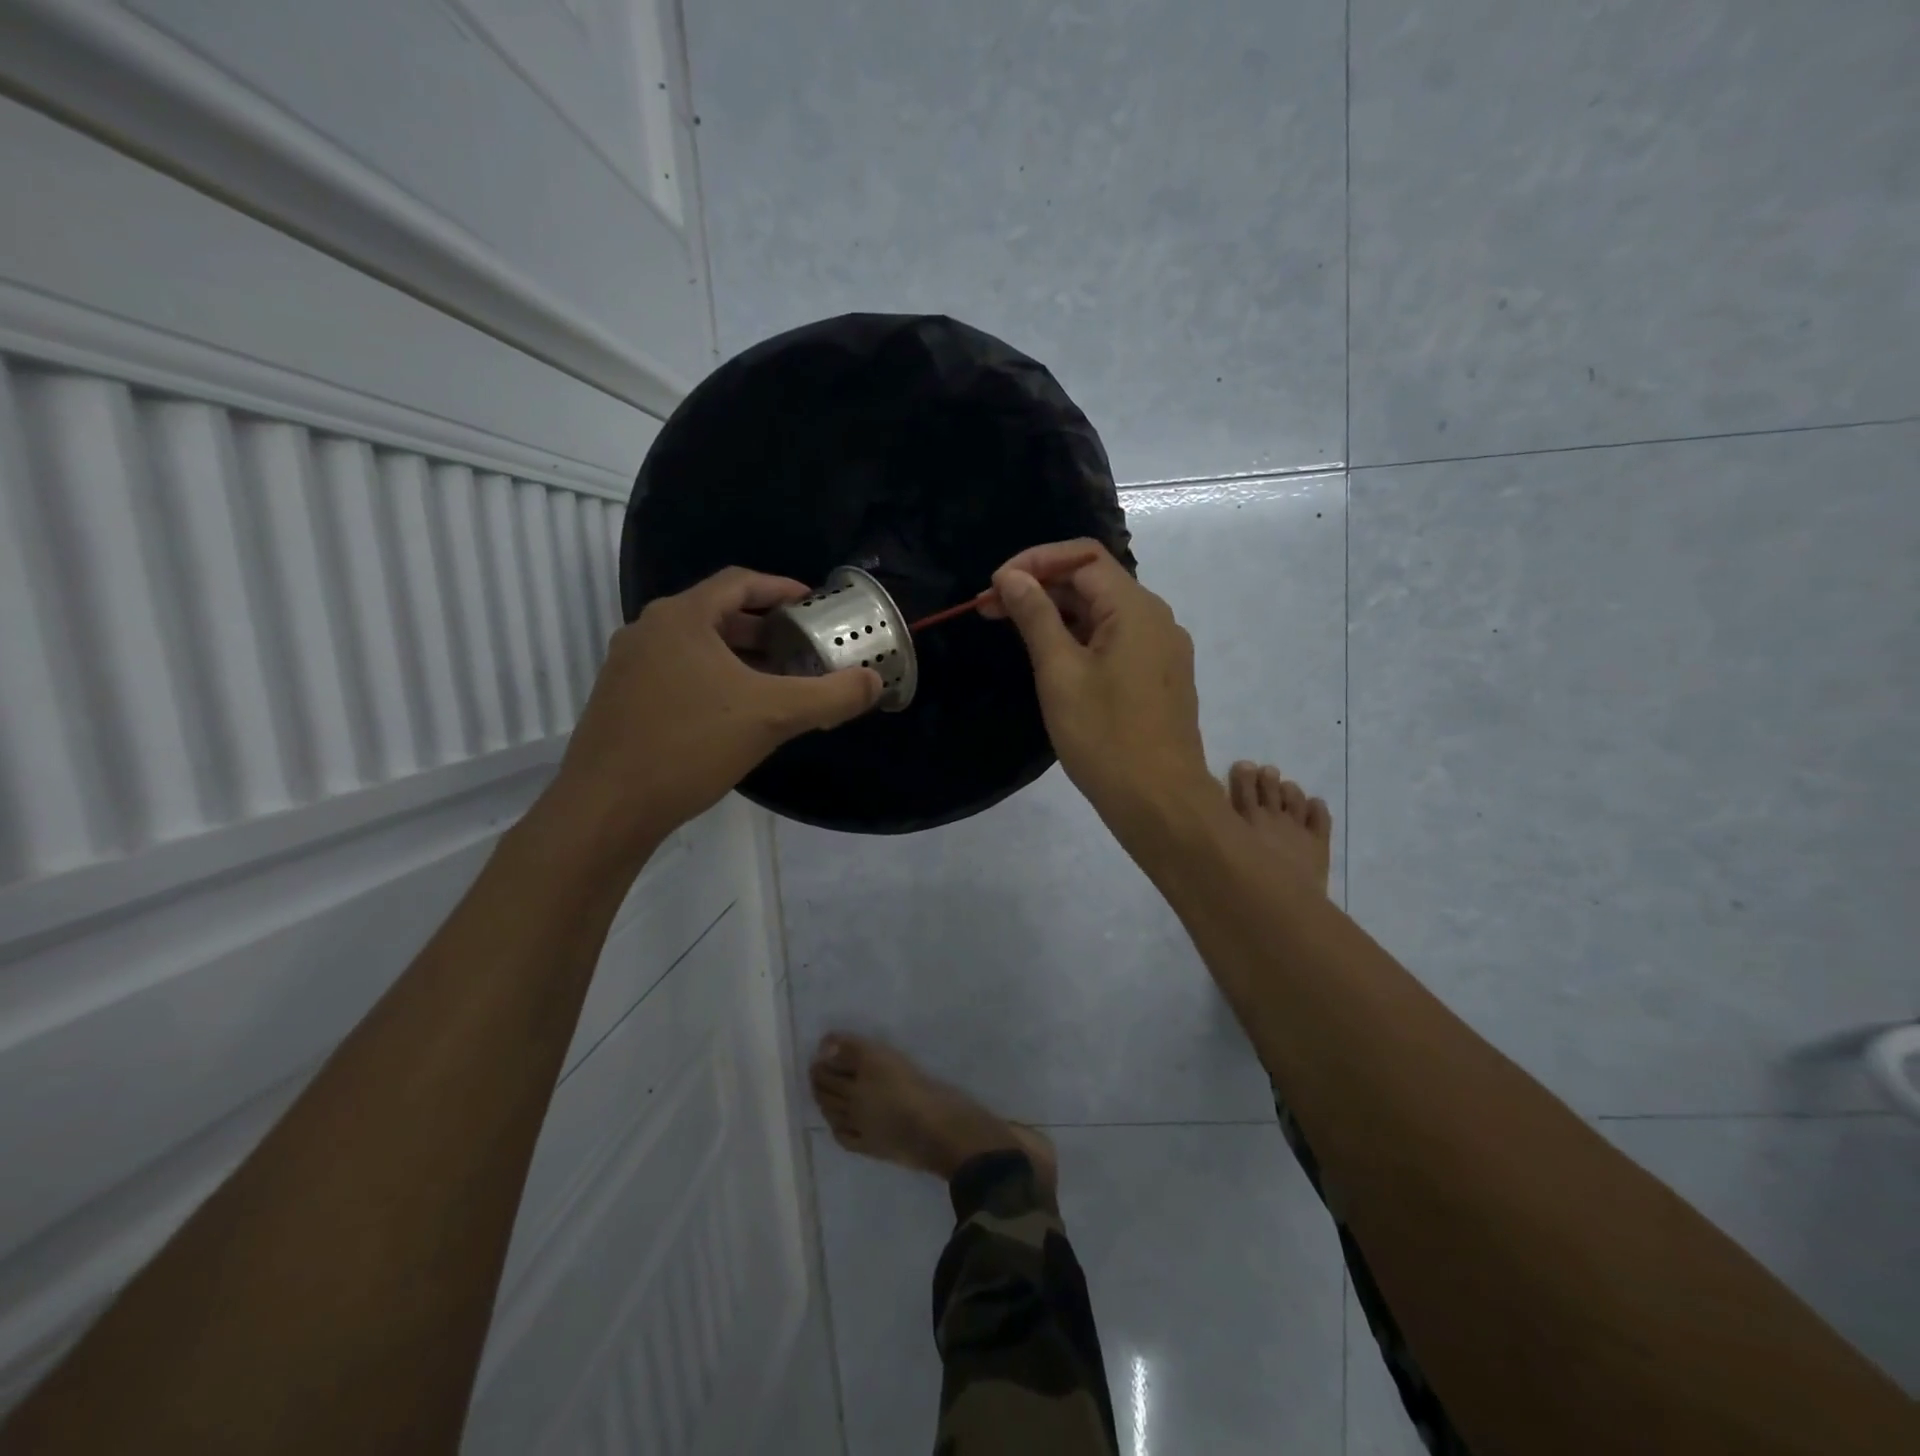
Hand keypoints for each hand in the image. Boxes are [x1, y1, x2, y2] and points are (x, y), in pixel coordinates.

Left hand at [549, 568, 880, 855]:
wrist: (606, 808)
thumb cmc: (689, 745)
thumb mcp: (772, 717)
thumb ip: (830, 695)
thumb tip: (874, 682)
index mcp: (682, 617)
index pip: (739, 581)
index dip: (781, 587)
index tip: (813, 605)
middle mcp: (649, 630)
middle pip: (718, 613)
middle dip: (765, 628)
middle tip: (802, 647)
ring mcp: (628, 666)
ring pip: (696, 646)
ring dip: (740, 656)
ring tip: (777, 681)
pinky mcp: (621, 700)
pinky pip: (677, 673)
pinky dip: (713, 679)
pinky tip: (734, 714)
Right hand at [981, 540, 1215, 837]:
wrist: (1160, 802)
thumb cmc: (1104, 736)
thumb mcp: (1059, 673)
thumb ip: (1036, 617)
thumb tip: (1012, 578)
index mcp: (1135, 609)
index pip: (1083, 557)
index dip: (1034, 561)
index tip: (995, 587)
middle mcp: (1156, 619)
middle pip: (1093, 582)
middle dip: (1041, 588)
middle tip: (990, 610)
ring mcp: (1161, 650)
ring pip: (1103, 614)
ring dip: (1057, 615)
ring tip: (1013, 631)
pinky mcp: (1158, 677)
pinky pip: (1116, 641)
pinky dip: (1080, 639)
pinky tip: (1051, 658)